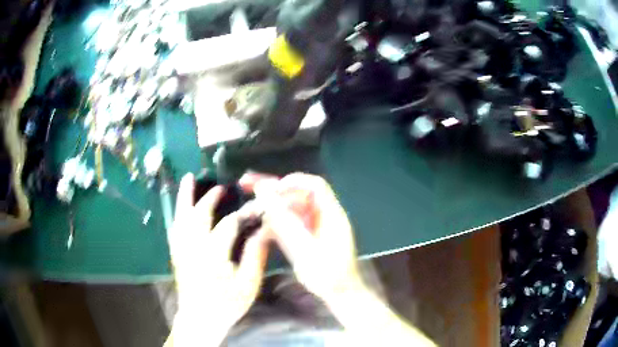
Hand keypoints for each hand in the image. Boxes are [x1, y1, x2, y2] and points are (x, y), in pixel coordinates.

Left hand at [167, 173, 268, 344]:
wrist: (201, 318)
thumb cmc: (227, 303)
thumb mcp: (248, 283)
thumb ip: (255, 255)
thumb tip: (265, 230)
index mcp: (213, 253)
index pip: (229, 223)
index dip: (244, 212)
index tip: (256, 206)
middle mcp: (193, 246)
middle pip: (199, 214)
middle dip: (210, 198)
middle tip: (221, 188)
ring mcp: (181, 248)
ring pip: (181, 216)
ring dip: (185, 197)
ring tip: (188, 179)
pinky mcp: (176, 253)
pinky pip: (174, 227)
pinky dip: (177, 213)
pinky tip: (180, 208)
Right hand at [241, 172, 363, 302]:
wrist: (341, 294)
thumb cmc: (328, 275)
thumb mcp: (303, 249)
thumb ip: (284, 221)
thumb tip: (266, 194)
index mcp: (331, 214)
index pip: (314, 185)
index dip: (291, 182)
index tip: (269, 188)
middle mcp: (323, 215)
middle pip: (298, 193)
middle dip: (274, 188)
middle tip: (246, 183)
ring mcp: (315, 225)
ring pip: (291, 206)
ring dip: (271, 202)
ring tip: (248, 200)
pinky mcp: (309, 235)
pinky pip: (291, 220)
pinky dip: (275, 218)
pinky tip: (260, 219)